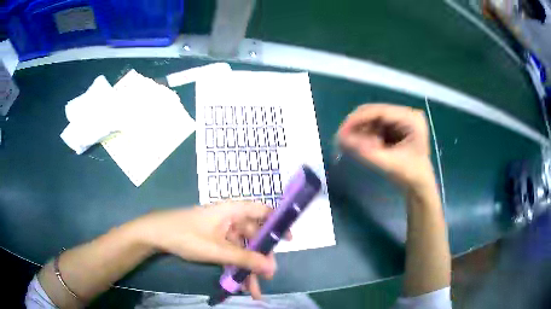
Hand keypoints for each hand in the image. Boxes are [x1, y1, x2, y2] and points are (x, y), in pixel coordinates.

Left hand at [130, 201, 278, 298]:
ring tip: (254, 290)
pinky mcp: (215, 241)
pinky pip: (231, 254)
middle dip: (261, 258)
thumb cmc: (187, 235)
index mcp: (232, 210)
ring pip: (243, 249)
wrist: (157, 235)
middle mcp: (230, 218)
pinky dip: (236, 268)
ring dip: (248, 269)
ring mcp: (222, 231)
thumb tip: (272, 268)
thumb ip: (245, 258)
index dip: (277, 222)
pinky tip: (239, 285)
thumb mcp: (217, 249)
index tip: (288, 239)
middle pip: (254, 236)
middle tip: (267, 276)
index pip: (262, 211)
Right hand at [338, 104, 434, 189]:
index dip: (358, 119)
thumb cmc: (409, 175)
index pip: (380, 111)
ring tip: (352, 145)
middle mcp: (407, 113)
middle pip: (375, 112)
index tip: (341, 131)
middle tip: (341, 139)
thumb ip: (365, 151)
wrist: (420, 185)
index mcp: (411, 119)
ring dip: (361, 130)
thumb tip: (341, 139)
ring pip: (373, 118)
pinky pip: (376, 125)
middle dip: (357, 125)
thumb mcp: (388, 164)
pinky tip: (363, 145)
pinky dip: (366, 134)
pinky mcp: (397, 125)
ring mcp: (402, 118)